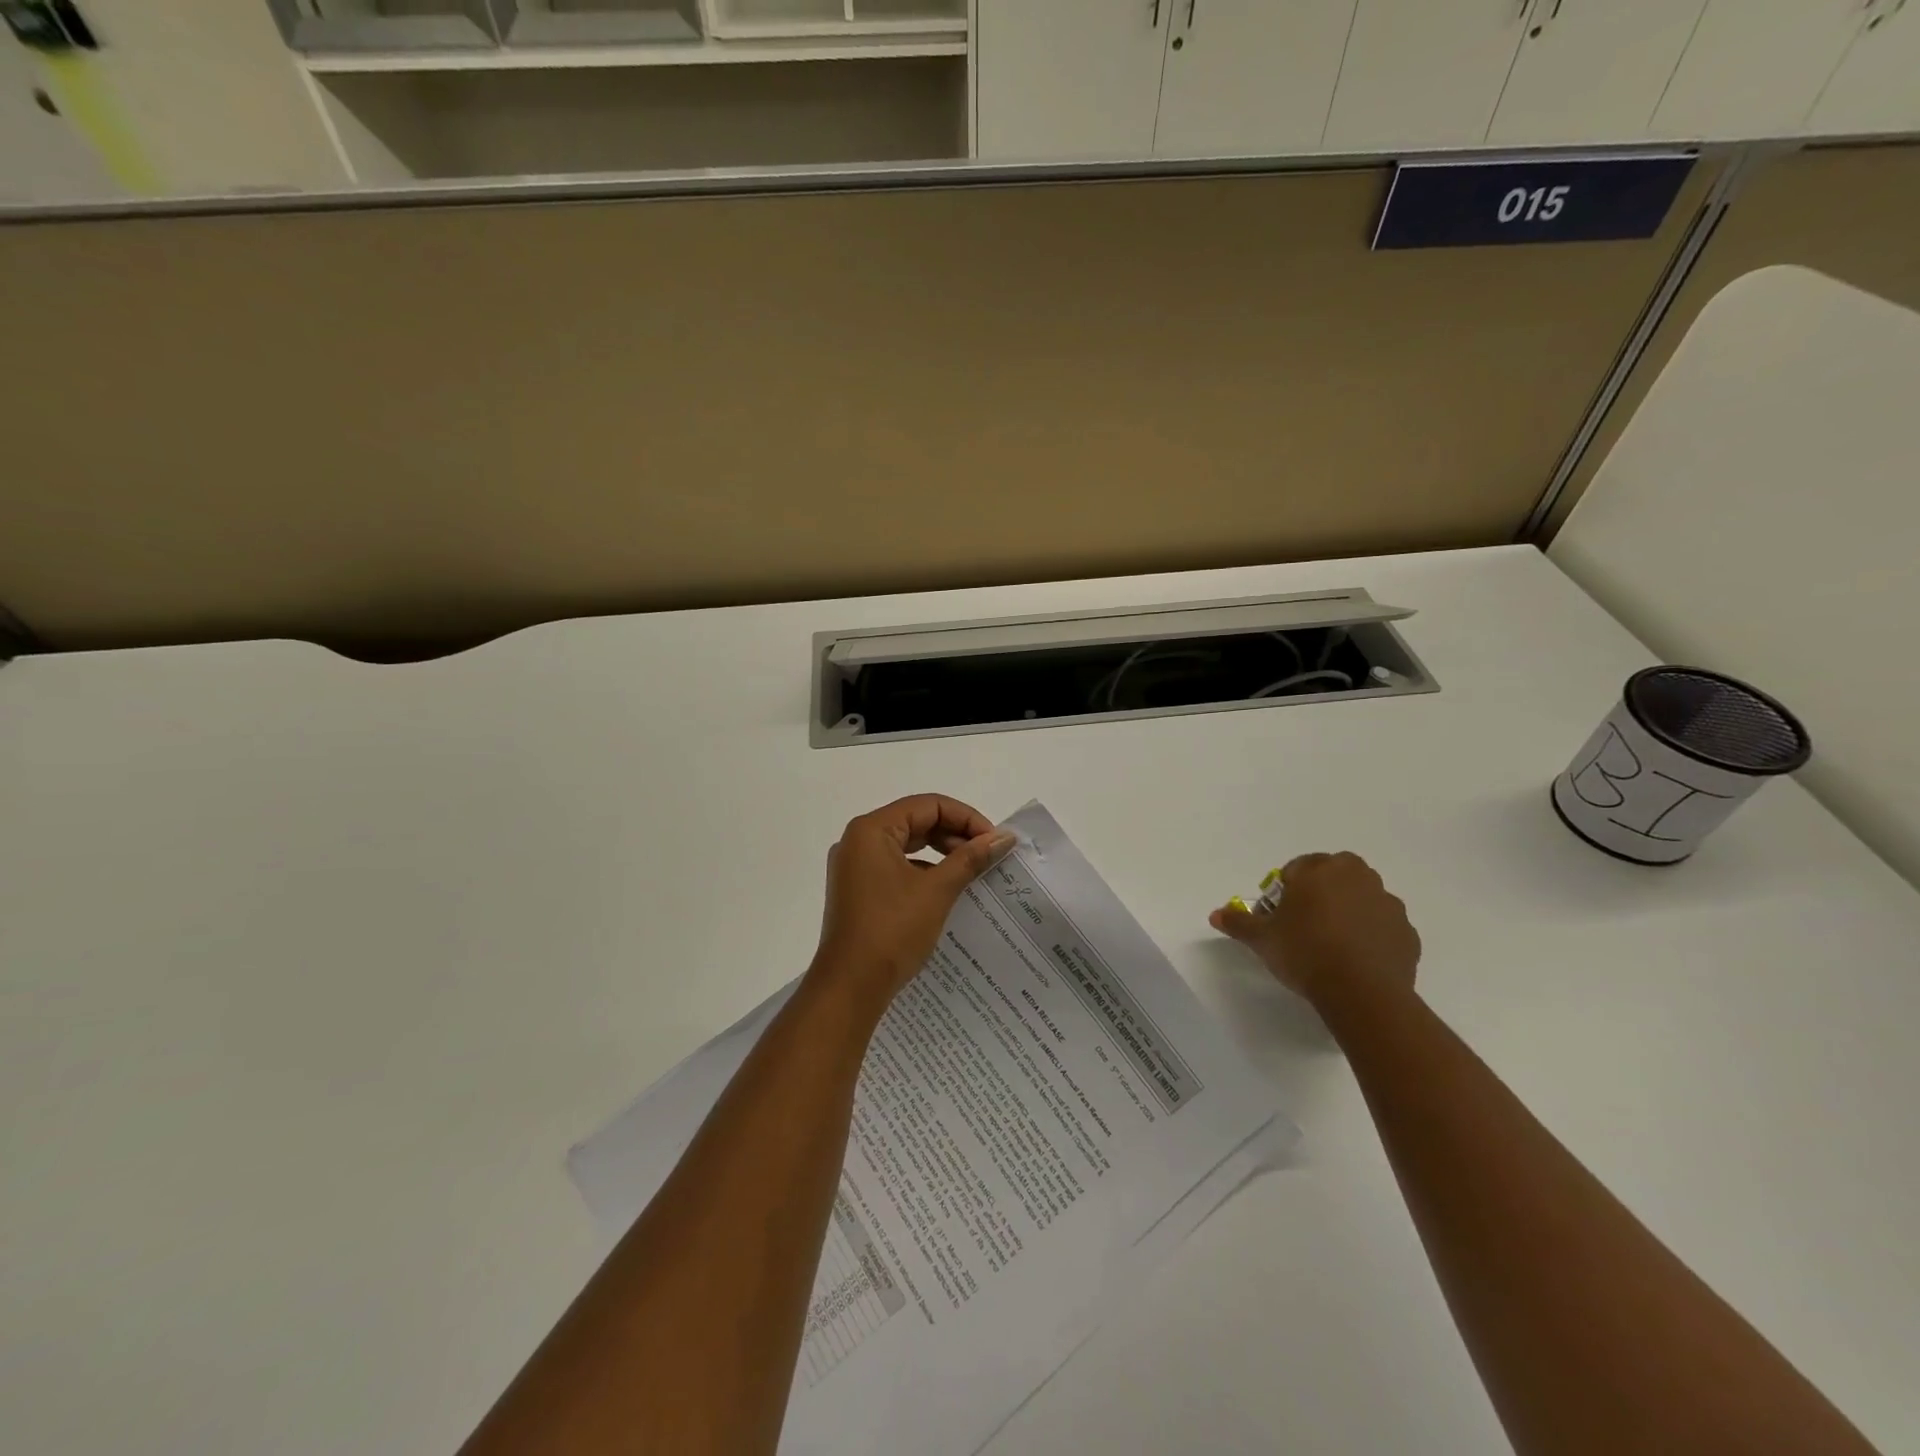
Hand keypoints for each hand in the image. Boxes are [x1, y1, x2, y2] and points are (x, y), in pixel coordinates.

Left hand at [813, 795, 1015, 1010]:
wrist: (850, 986)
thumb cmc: (892, 931)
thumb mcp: (937, 890)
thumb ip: (970, 858)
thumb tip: (1003, 837)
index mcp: (871, 830)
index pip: (928, 805)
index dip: (966, 818)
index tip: (994, 841)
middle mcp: (858, 840)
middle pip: (916, 821)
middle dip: (955, 835)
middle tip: (987, 855)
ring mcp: (854, 867)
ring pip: (906, 845)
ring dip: (941, 853)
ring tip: (972, 871)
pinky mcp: (857, 890)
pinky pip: (896, 866)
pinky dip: (923, 871)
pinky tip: (947, 890)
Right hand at [1210, 851, 1419, 1007]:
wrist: (1362, 992)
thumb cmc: (1305, 952)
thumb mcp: (1261, 939)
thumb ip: (1238, 922)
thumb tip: (1216, 914)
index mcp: (1320, 869)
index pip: (1297, 868)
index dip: (1285, 891)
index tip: (1280, 917)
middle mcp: (1357, 877)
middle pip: (1333, 876)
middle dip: (1320, 893)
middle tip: (1305, 926)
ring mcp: (1387, 903)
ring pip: (1361, 899)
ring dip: (1348, 912)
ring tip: (1332, 946)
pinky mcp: (1407, 932)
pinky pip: (1382, 926)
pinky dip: (1371, 936)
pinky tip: (1356, 961)